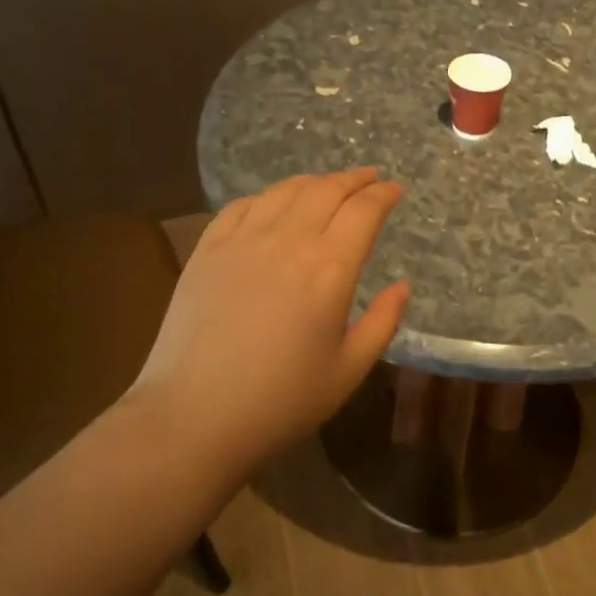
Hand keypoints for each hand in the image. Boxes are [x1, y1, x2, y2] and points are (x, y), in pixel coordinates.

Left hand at [131, 168, 409, 465]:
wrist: (193, 416)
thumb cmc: (280, 402)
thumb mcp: (347, 371)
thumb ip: (382, 323)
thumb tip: (402, 287)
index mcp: (329, 268)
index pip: (364, 211)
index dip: (383, 195)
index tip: (395, 190)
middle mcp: (289, 240)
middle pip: (327, 189)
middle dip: (354, 179)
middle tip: (370, 179)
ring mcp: (243, 240)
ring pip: (285, 190)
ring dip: (314, 182)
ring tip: (327, 186)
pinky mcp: (207, 248)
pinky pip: (242, 206)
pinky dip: (267, 197)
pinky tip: (273, 205)